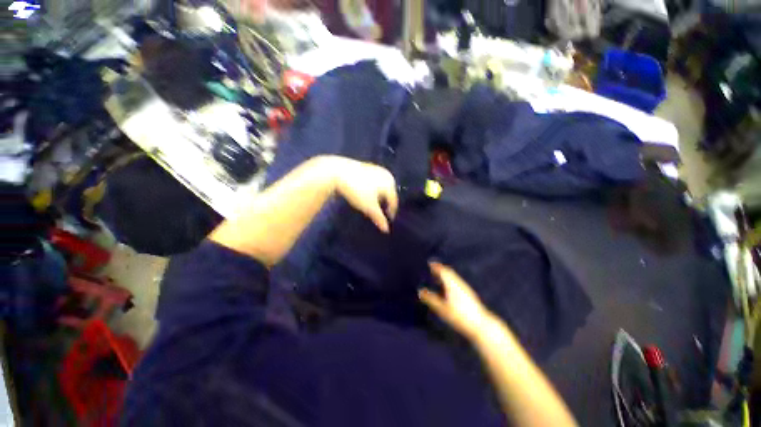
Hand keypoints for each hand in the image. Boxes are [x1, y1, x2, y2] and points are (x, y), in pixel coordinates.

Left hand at [332, 158, 397, 232]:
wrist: (338, 171)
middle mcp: (386, 175)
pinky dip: (373, 188)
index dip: (391, 211)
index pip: (394, 200)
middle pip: (389, 192)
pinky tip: (365, 192)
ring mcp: (376, 169)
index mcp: (390, 184)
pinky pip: (375, 181)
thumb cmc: (357, 190)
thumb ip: (379, 218)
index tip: (388, 219)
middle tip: (380, 212)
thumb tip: (386, 230)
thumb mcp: (369, 207)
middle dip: (385, 202)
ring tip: (373, 203)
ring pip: (382, 186)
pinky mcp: (367, 166)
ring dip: (379, 196)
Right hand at [419, 262, 493, 338]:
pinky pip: (457, 282)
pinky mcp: (469, 294)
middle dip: (440, 269)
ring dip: (445, 275)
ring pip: (454, 277)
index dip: (436, 266)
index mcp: (452, 283)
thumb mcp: (442, 308)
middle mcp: (459, 283)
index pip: (443, 270)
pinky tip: (448, 288)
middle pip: (449, 272)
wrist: (481, 325)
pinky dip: (450, 280)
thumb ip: (431, 299)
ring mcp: (465, 288)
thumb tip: (420, 291)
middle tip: (432, 268)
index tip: (429, 263)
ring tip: (438, 277)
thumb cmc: (459, 316)